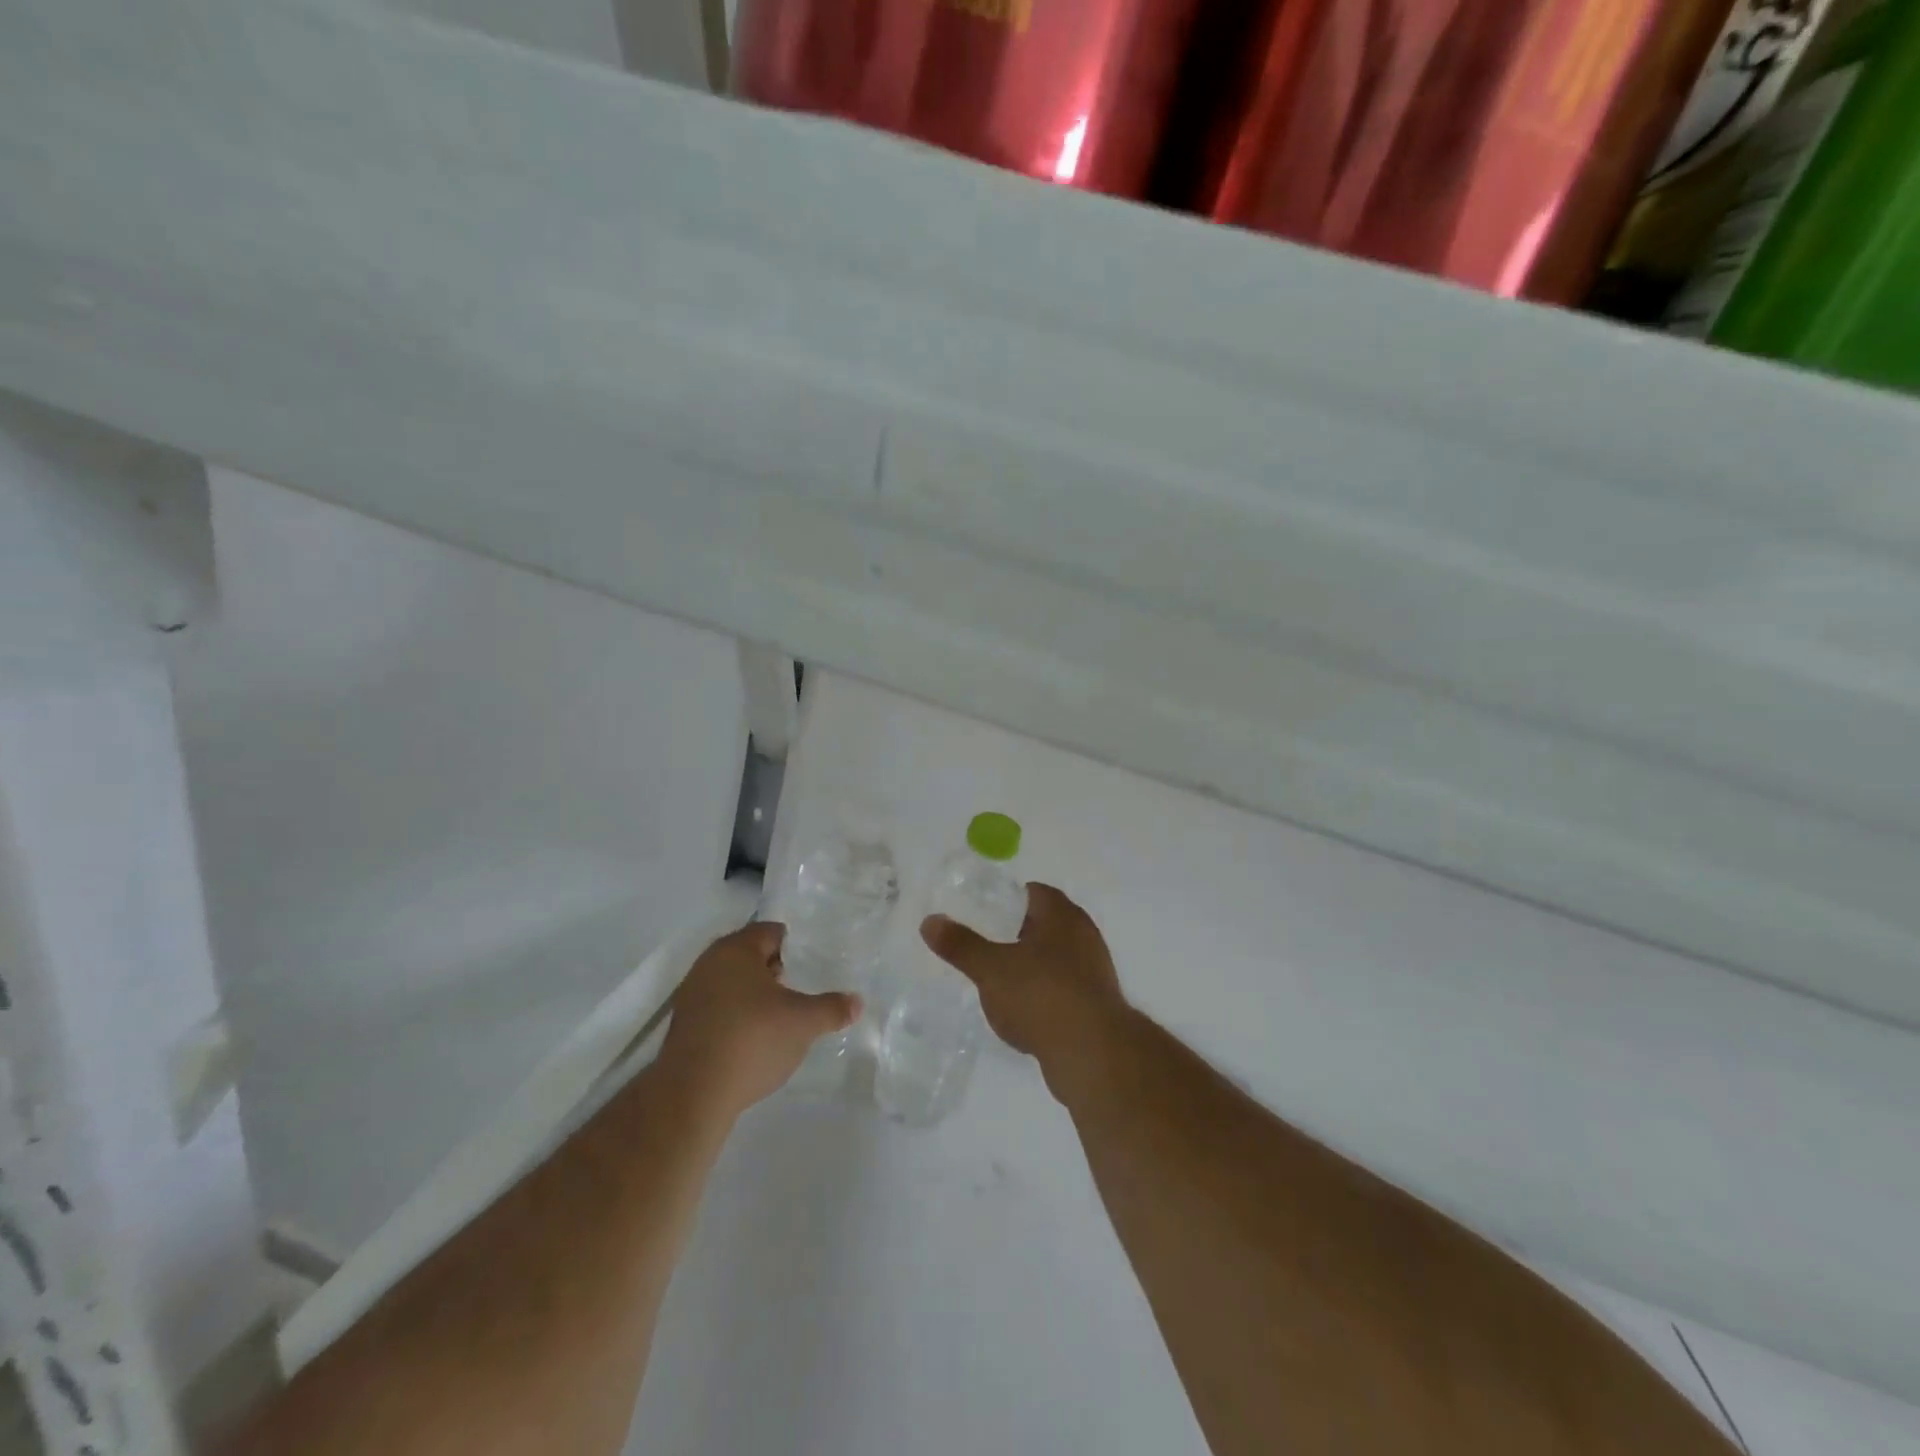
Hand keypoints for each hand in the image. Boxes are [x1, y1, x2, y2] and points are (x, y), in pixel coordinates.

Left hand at [658, 922, 861, 1118]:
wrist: (692, 1094)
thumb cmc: (752, 1040)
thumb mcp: (803, 1023)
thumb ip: (832, 1008)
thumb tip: (857, 1002)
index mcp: (736, 949)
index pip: (772, 932)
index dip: (796, 946)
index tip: (815, 963)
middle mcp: (709, 963)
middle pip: (751, 955)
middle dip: (776, 970)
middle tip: (802, 988)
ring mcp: (692, 994)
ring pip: (733, 982)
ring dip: (756, 994)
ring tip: (782, 1016)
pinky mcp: (684, 1025)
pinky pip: (719, 1007)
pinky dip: (738, 1015)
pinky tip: (755, 1038)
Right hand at [921, 884, 1127, 1088]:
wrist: (1092, 1053)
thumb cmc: (1041, 995)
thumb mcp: (991, 969)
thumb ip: (961, 944)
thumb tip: (930, 920)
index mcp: (1062, 915)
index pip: (1033, 892)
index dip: (1006, 899)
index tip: (981, 913)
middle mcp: (1084, 935)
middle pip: (1045, 924)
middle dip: (1015, 933)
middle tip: (983, 945)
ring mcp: (1094, 970)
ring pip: (1055, 957)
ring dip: (1030, 965)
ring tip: (998, 980)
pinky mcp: (1096, 1004)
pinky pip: (1063, 988)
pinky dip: (1043, 993)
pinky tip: (1022, 1011)